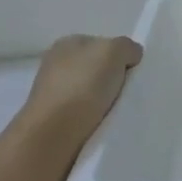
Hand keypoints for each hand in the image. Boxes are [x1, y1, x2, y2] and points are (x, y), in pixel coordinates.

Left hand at [20, 35, 142, 150]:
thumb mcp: (114, 51)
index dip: (118, 56)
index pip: (100, 44)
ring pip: (89, 93)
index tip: (131, 72)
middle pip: (95, 69)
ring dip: (103, 102)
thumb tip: (131, 57)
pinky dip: (94, 120)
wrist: (52, 136)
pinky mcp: (51, 122)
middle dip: (111, 79)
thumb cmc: (82, 85)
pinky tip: (102, 126)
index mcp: (66, 43)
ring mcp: (51, 95)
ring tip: (116, 112)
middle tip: (127, 92)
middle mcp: (54, 65)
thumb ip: (127, 47)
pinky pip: (82, 116)